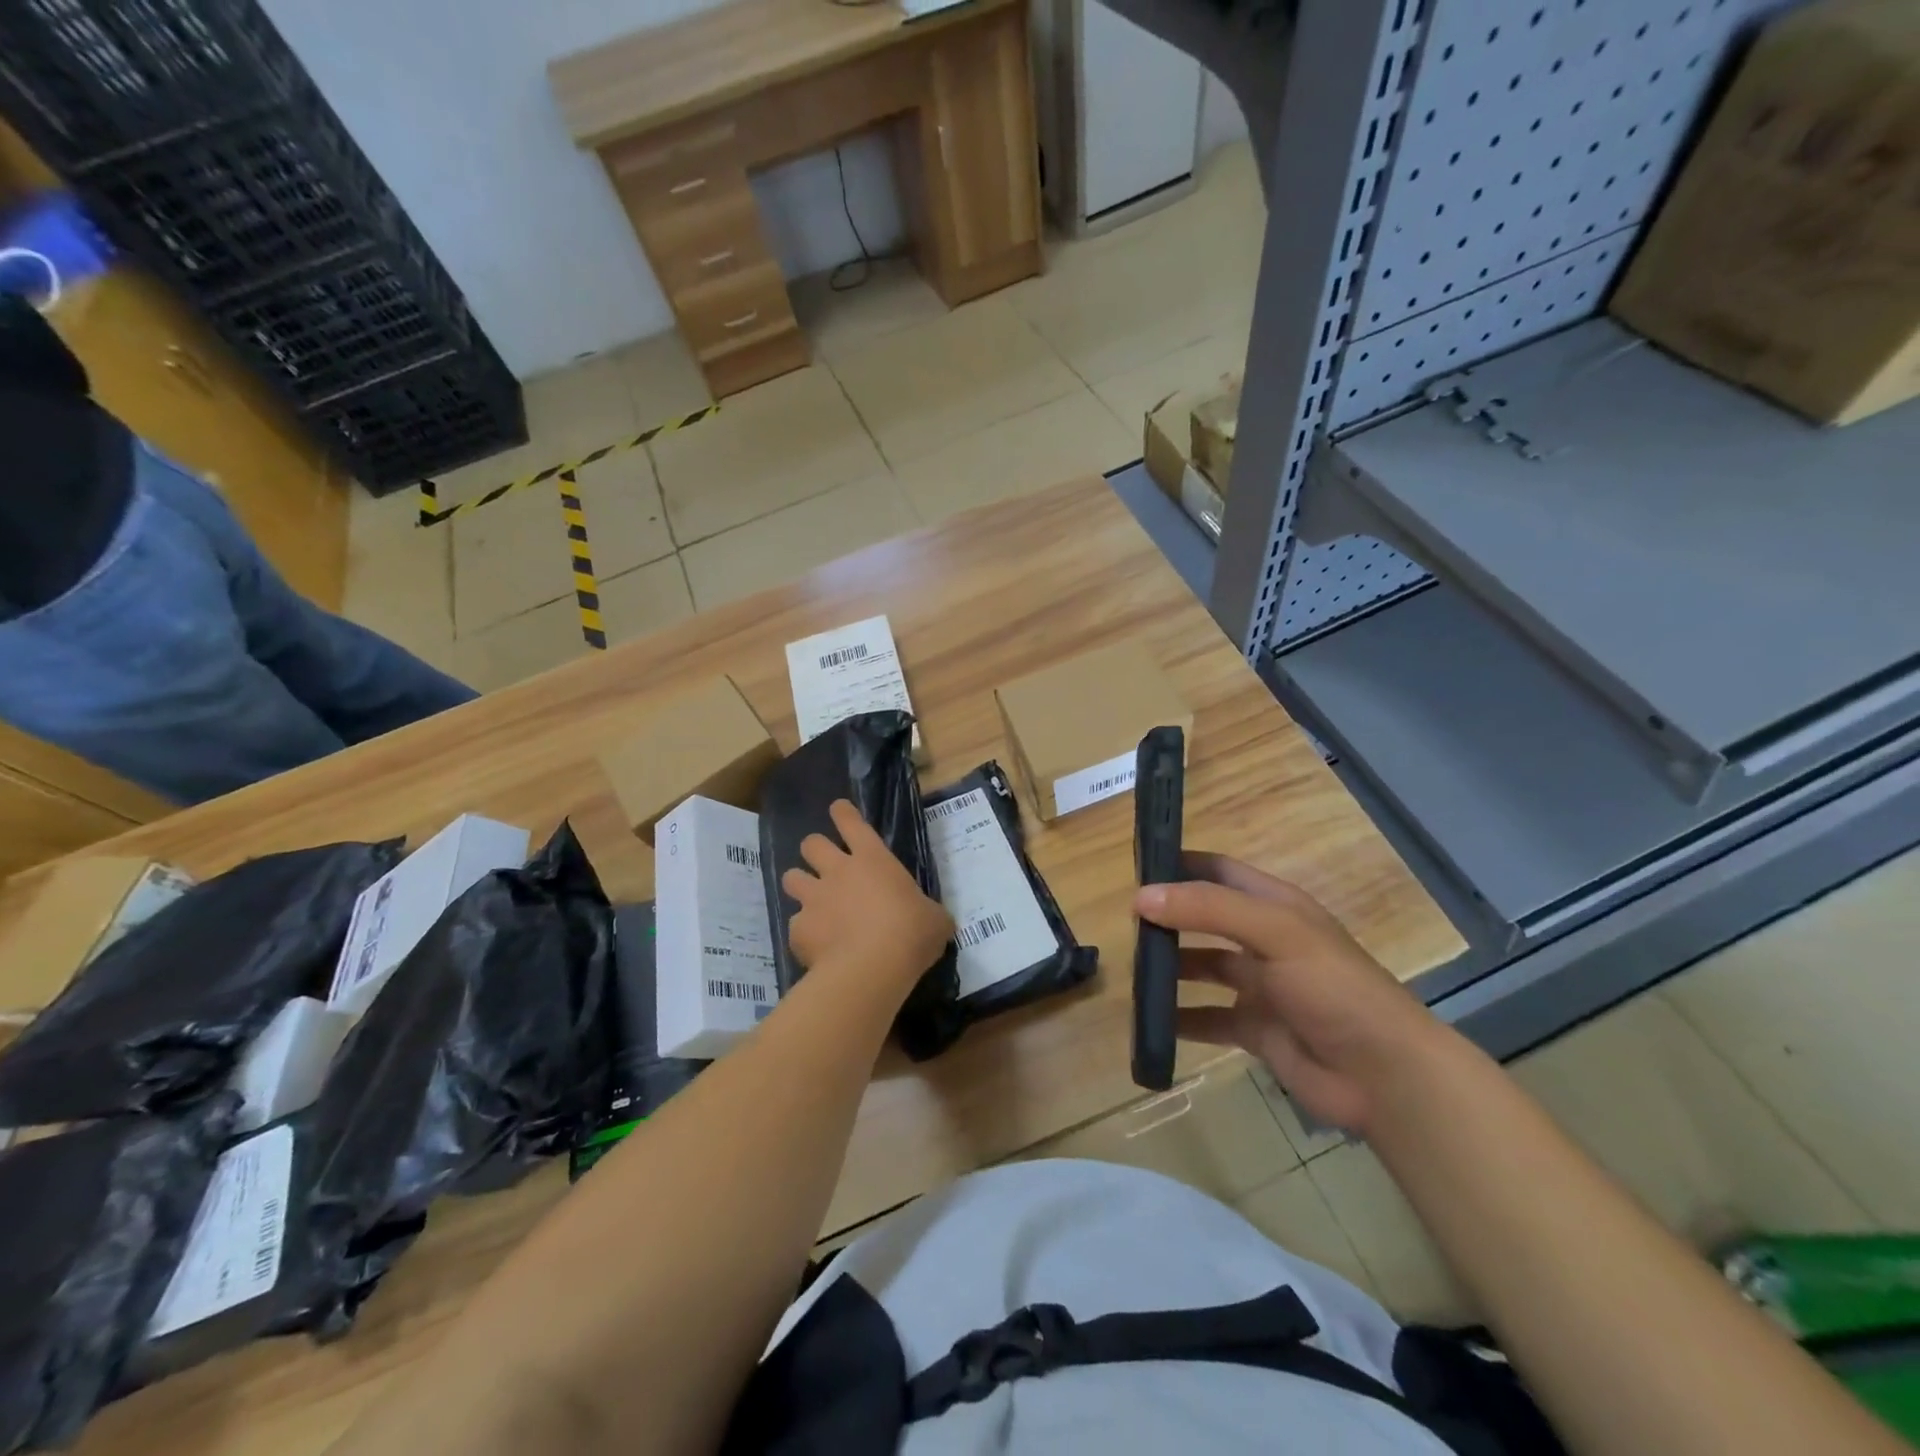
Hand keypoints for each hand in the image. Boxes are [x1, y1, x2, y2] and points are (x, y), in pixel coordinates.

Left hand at [782, 800, 953, 990]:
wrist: (871, 968)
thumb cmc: (911, 933)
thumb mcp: (934, 919)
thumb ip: (926, 912)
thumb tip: (930, 920)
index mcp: (873, 859)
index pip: (851, 822)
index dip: (843, 813)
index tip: (838, 810)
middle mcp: (837, 871)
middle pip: (811, 843)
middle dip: (814, 849)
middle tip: (824, 864)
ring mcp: (813, 899)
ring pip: (791, 877)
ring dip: (799, 886)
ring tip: (811, 902)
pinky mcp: (798, 929)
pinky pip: (795, 924)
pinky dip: (804, 932)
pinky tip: (816, 946)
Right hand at [1135, 853, 1451, 1135]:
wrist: (1383, 1075)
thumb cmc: (1332, 987)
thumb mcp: (1274, 932)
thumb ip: (1208, 909)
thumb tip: (1141, 897)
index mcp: (1274, 906)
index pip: (1218, 871)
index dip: (1180, 864)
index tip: (1134, 866)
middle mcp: (1264, 940)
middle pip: (1204, 918)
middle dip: (1167, 917)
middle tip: (1122, 923)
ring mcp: (1260, 987)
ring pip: (1201, 967)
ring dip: (1168, 967)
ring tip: (1129, 970)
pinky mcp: (1255, 1029)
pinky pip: (1206, 1019)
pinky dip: (1178, 1019)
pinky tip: (1148, 1021)